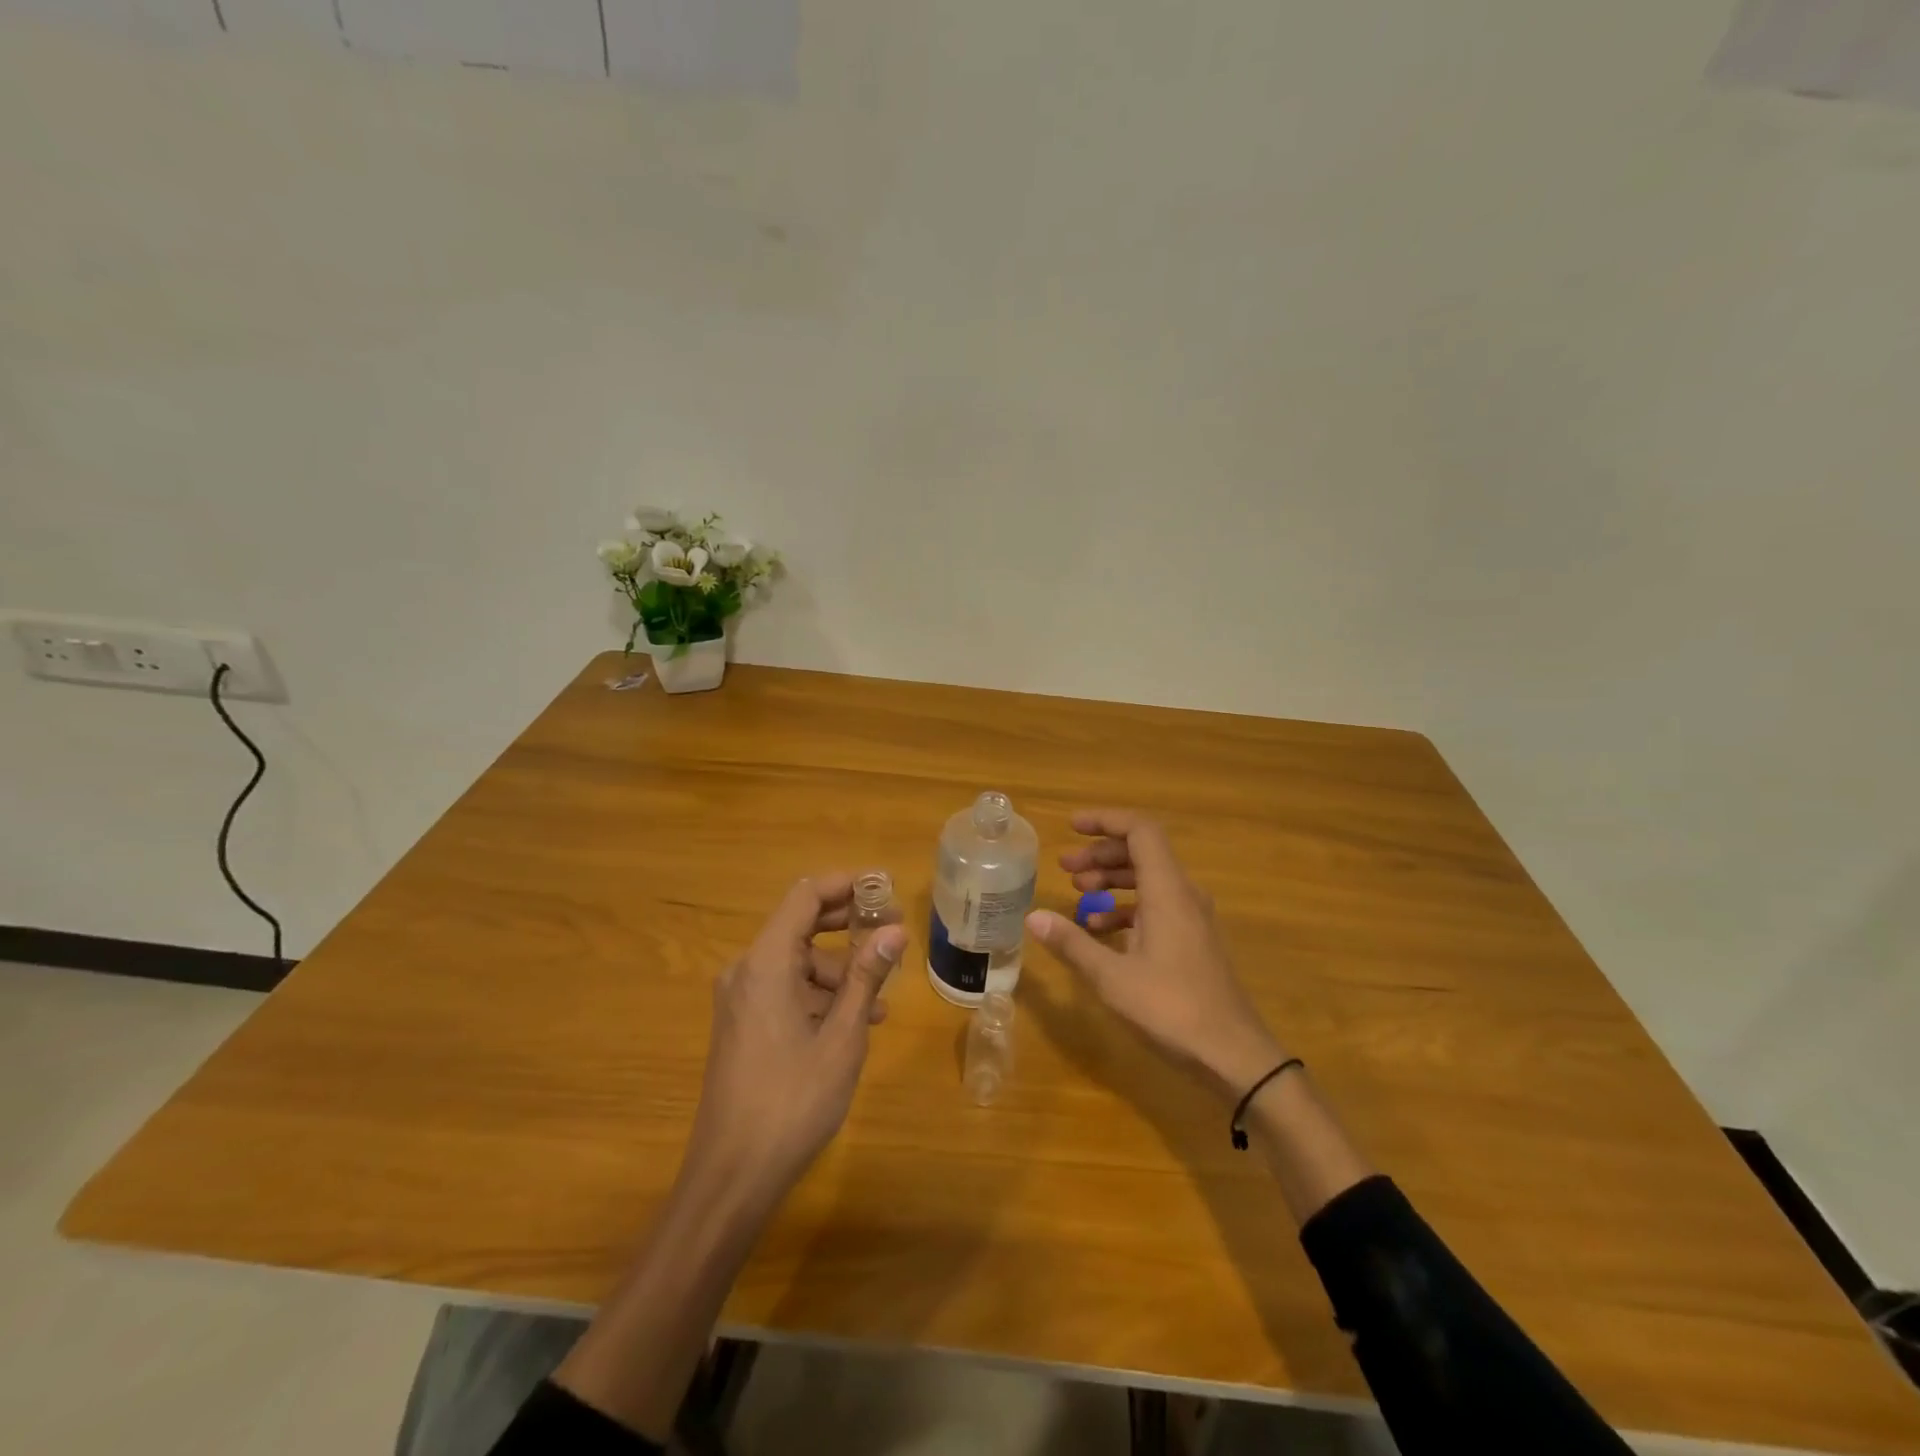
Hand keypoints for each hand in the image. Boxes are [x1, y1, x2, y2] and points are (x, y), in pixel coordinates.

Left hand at [687, 874, 906, 1203]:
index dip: (845, 884)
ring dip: (839, 970)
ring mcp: (740, 1000)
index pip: (805, 896)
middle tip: (893, 931)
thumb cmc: (792, 1100)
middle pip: (801, 925)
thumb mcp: (842, 1036)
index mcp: (766, 963)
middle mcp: (747, 971)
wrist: (731, 1176)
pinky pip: (785, 990)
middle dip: (849, 925)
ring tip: (879, 999)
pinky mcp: (742, 1025)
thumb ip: (865, 975)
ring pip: (797, 963)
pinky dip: (819, 995)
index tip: (884, 886)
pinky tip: (852, 1023)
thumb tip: (895, 930)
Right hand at [1026, 809, 1285, 1101]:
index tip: (1072, 827)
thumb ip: (1072, 943)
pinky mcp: (1193, 940)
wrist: (1234, 1055)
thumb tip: (1033, 917)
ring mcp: (1192, 918)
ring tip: (1078, 893)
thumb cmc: (1171, 1009)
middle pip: (1142, 852)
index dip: (1105, 821)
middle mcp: (1184, 895)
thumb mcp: (1112, 977)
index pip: (1140, 831)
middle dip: (1101, 854)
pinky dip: (1126, 908)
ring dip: (1112, 880)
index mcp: (1168, 891)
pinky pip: (1157, 907)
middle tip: (1065, 867)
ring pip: (1149, 880)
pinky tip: (1100, 931)